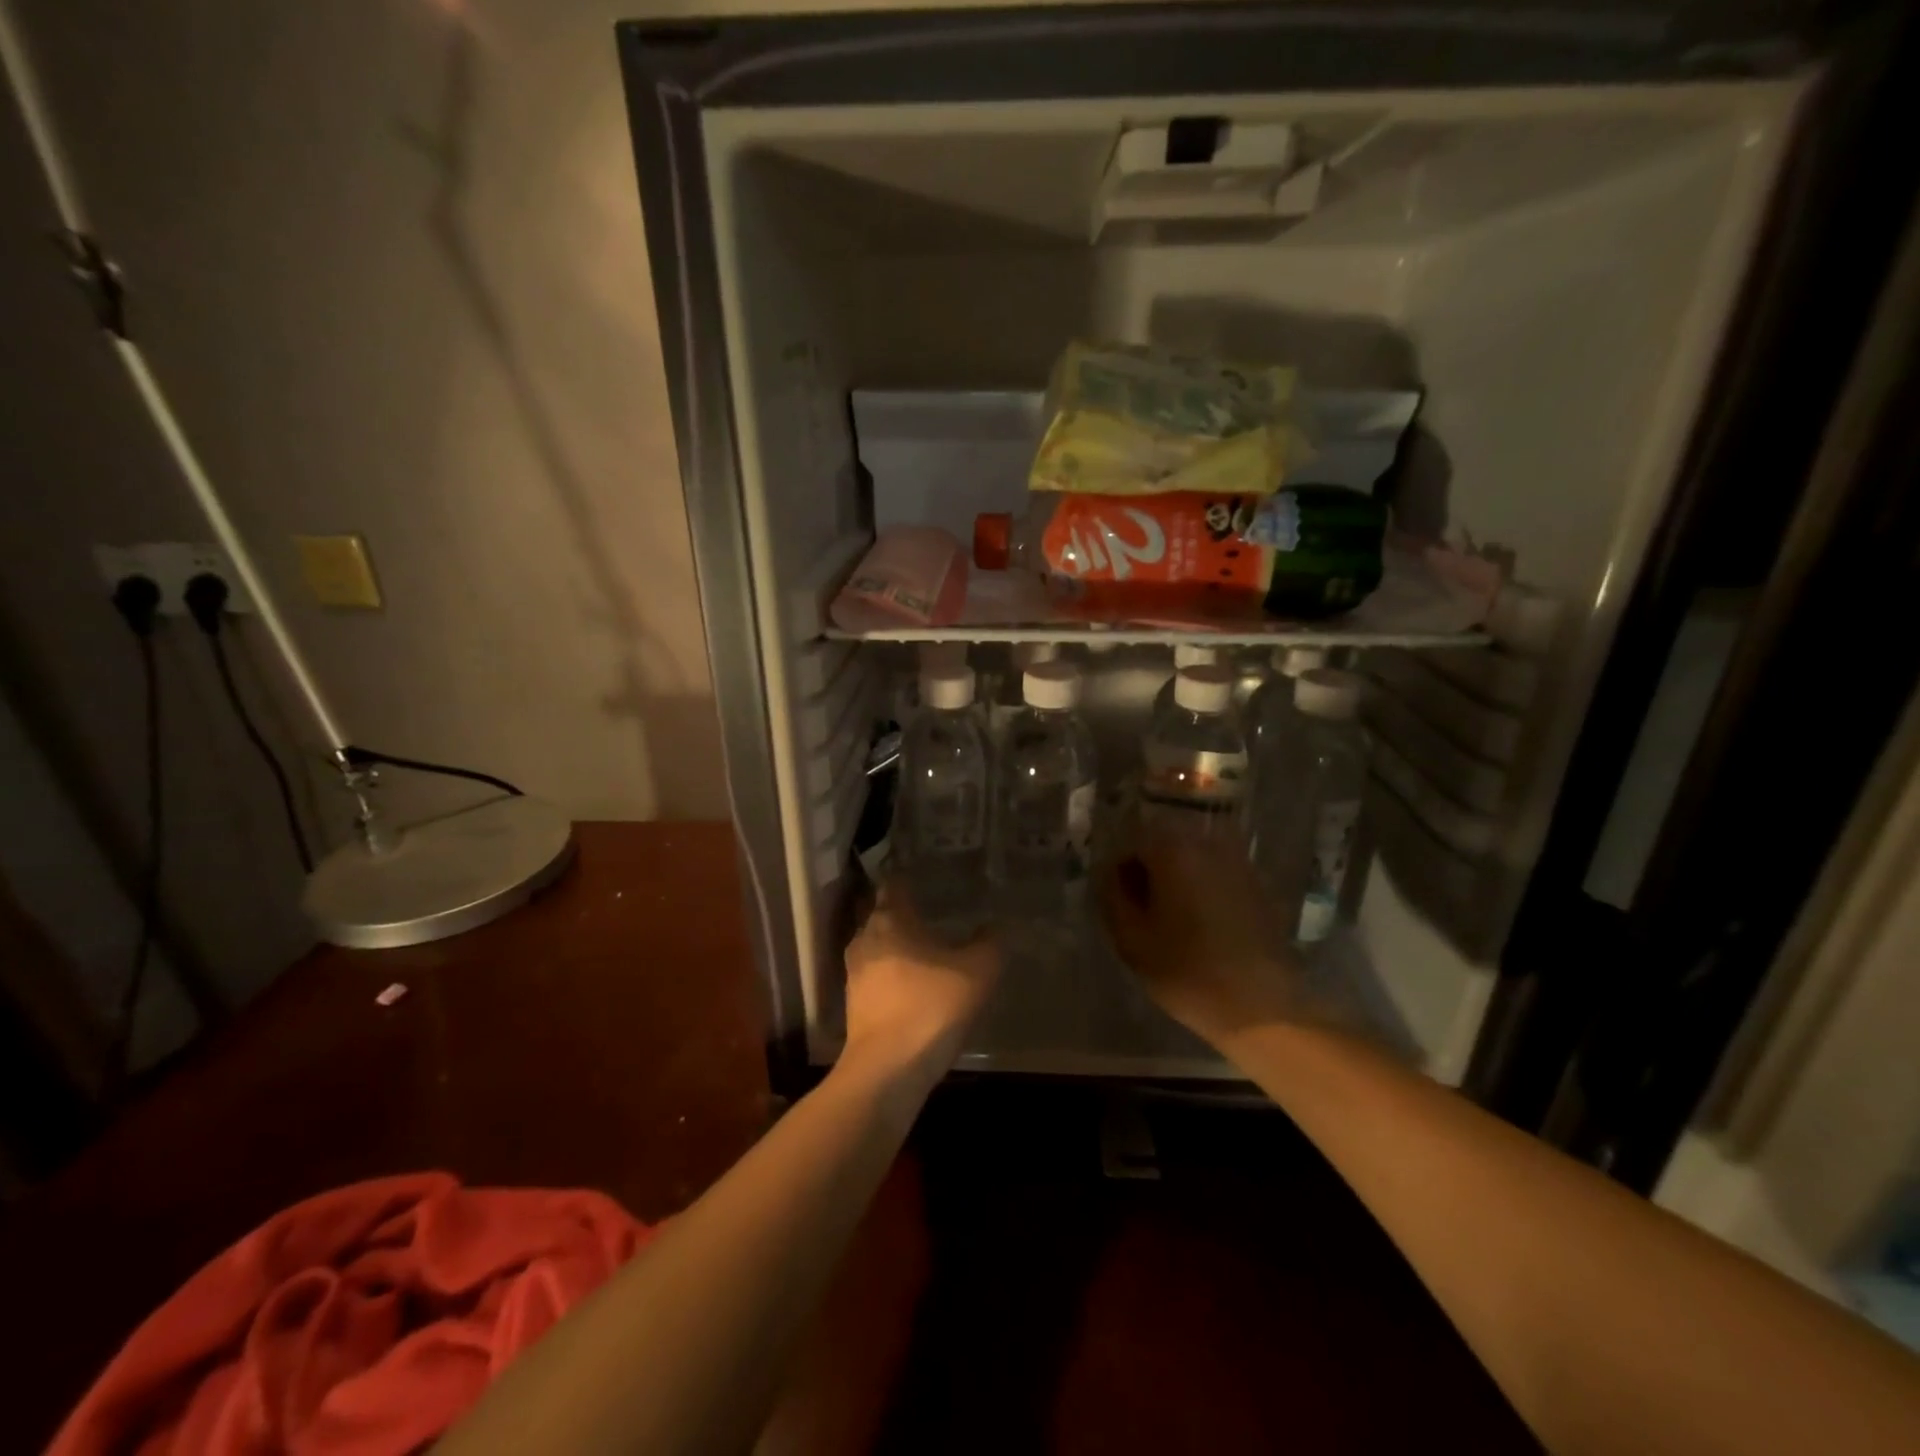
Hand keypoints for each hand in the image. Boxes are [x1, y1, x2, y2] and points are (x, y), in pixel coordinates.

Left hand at [841, 881, 999, 1082]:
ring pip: (876, 946)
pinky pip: (875, 975)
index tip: (924, 874)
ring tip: (924, 946)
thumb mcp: (977, 973)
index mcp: (890, 920)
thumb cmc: (930, 1007)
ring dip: (896, 944)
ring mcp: (855, 973)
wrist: (887, 1070)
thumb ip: (989, 944)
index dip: (907, 877)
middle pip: (882, 914)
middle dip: (902, 911)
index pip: (894, 885)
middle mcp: (866, 938)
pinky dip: (891, 972)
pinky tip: (914, 983)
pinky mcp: (854, 1004)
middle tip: (931, 909)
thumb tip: (997, 925)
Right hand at [1097, 828, 1304, 1045]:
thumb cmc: (1187, 972)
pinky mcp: (1257, 884)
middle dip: (1150, 873)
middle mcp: (1207, 843)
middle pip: (1163, 846)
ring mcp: (1237, 861)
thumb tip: (1110, 875)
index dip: (1120, 874)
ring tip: (1173, 920)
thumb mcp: (1131, 939)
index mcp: (1172, 850)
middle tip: (1145, 913)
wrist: (1261, 1007)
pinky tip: (1202, 925)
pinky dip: (1202, 889)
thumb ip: (1113, 897)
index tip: (1122, 905)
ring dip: (1176, 880)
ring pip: (1191, 859)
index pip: (1131, 845)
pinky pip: (1215, 874)